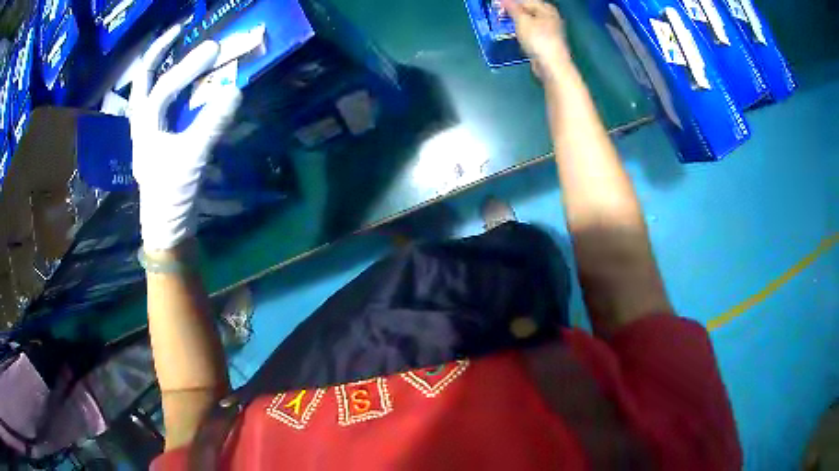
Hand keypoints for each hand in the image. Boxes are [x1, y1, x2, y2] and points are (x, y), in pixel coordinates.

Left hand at [129, 24, 241, 250]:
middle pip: (142, 82)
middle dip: (156, 54)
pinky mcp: (158, 141)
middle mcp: (141, 125)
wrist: (166, 228)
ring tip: (174, 47)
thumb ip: (212, 123)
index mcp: (145, 128)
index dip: (187, 67)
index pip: (163, 88)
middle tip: (176, 32)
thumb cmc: (172, 196)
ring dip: (158, 68)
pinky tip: (182, 81)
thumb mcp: (193, 158)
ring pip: (147, 92)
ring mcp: (148, 133)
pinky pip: (159, 105)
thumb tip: (236, 90)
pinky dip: (169, 88)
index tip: (213, 48)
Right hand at [501, 0, 570, 79]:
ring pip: (528, 21)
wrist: (552, 66)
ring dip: (515, 22)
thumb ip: (512, 8)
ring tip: (503, 25)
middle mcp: (550, 17)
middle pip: (527, 10)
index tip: (495, 7)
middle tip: (498, 16)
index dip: (509, 3)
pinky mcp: (546, 42)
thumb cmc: (538, 40)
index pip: (524, 0)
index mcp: (546, 9)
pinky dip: (521, 32)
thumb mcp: (522, 20)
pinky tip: (515, 35)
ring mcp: (549, 30)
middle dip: (512, 12)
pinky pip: (531, 32)